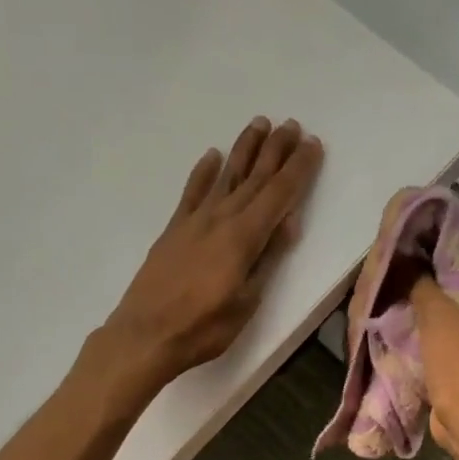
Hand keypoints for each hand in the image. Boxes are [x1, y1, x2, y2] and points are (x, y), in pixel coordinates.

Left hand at [101, 117, 323, 391]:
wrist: (145, 335)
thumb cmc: (203, 327)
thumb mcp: (246, 302)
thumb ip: (266, 259)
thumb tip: (287, 222)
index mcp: (243, 237)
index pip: (279, 195)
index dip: (298, 169)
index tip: (313, 145)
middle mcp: (220, 219)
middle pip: (254, 178)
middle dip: (276, 150)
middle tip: (292, 125)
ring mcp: (194, 222)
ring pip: (225, 176)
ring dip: (244, 150)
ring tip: (258, 124)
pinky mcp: (174, 230)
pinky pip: (192, 192)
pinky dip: (204, 173)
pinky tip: (212, 157)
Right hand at [411, 233, 458, 456]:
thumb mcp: (437, 316)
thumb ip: (422, 283)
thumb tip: (408, 260)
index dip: (458, 228)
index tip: (428, 220)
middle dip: (441, 258)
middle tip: (410, 246)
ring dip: (436, 288)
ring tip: (405, 272)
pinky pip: (455, 322)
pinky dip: (436, 313)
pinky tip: (410, 306)